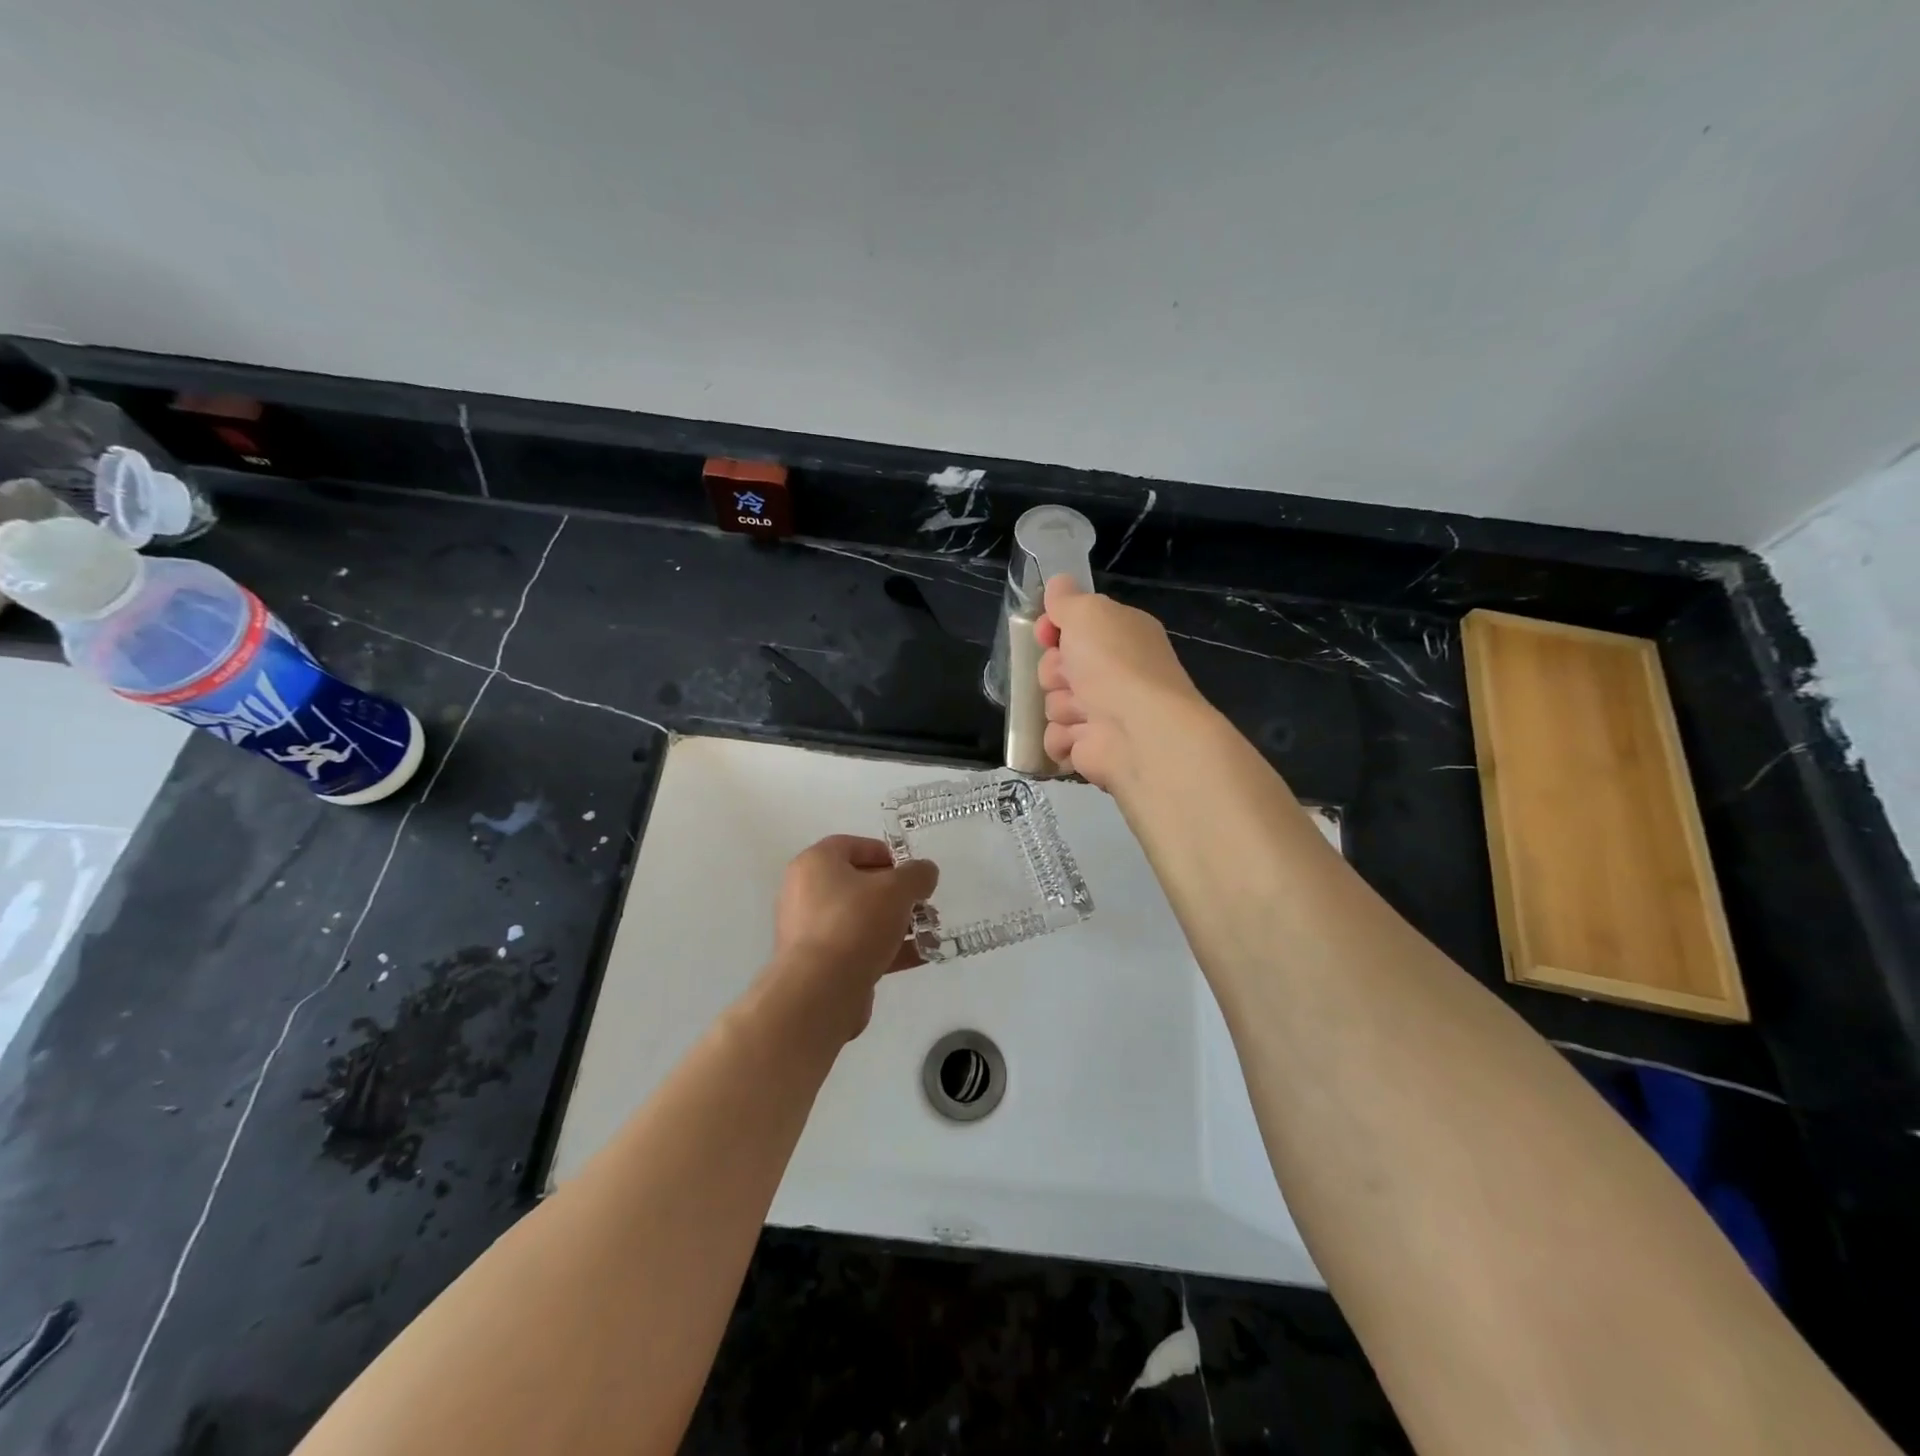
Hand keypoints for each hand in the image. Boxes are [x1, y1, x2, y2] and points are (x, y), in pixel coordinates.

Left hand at [768, 835, 938, 1039]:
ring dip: (895, 923)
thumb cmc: (855, 923)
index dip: (886, 854)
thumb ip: (917, 874)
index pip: (852, 846)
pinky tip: (919, 956)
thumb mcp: (896, 889)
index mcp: (815, 864)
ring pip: (860, 918)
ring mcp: (810, 931)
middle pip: (858, 884)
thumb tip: (925, 872)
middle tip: (923, 902)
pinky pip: (857, 947)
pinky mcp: (819, 964)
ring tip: (928, 931)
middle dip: (895, 893)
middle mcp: (806, 892)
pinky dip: (886, 949)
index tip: (912, 871)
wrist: (820, 991)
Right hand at [1036, 576, 1207, 790]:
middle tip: (1071, 677)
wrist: (1139, 731)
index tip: (1046, 634)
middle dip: (1054, 672)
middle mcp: (1113, 673)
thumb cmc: (1115, 664)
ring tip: (1083, 712)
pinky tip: (1081, 737)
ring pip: (1053, 704)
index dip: (1053, 630)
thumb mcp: (1088, 613)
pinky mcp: (1090, 748)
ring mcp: (1102, 713)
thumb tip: (1058, 584)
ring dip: (1061, 706)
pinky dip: (1063, 739)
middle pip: (1056, 667)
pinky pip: (1056, 739)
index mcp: (1120, 636)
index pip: (1074, 627)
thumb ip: (1067, 598)